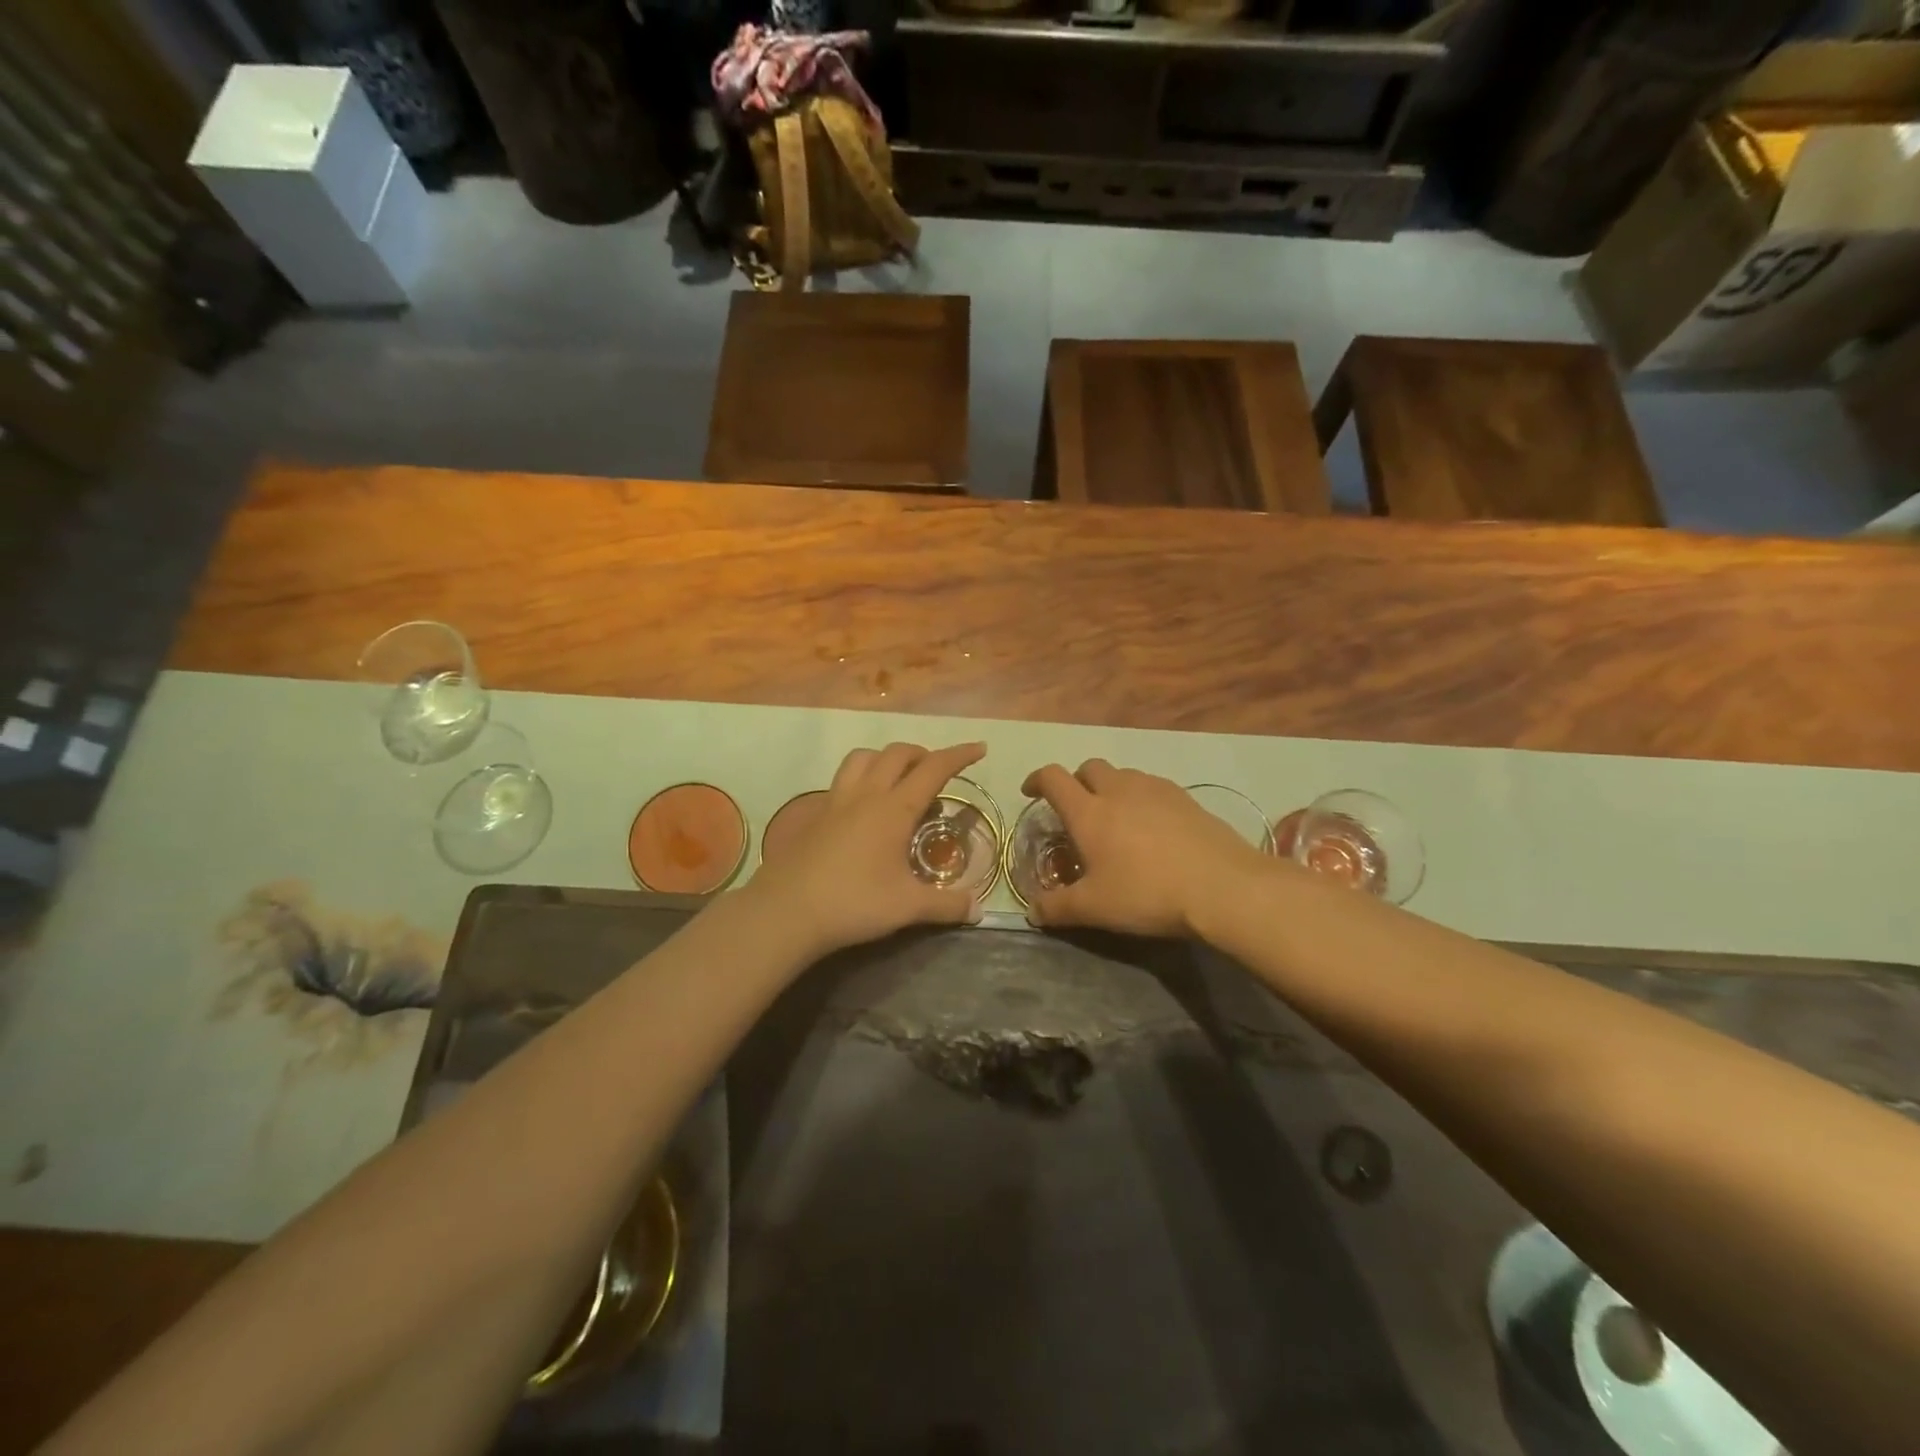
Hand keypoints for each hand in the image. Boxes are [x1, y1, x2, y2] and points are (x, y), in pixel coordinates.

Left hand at [749, 741, 986, 958]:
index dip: (959, 755)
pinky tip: (863, 807)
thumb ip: (946, 905)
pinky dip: (860, 778)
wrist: (786, 911)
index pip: (934, 769)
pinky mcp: (814, 815)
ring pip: (863, 757)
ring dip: (886, 758)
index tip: (979, 747)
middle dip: (922, 753)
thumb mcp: (907, 907)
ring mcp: (835, 801)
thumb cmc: (853, 903)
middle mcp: (866, 795)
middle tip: (937, 771)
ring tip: (898, 778)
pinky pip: (841, 780)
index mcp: (894, 809)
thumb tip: (978, 911)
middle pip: (897, 753)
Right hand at [1020, 760, 1271, 937]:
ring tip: (1116, 819)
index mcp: (1089, 812)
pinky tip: (1152, 827)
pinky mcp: (1186, 798)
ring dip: (1110, 788)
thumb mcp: (1094, 908)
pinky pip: (1152, 787)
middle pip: (1089, 768)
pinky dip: (1141, 798)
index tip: (1031, 792)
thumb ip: (1057, 908)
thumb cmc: (1147, 893)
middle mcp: (1119, 790)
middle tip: (1077, 809)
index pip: (1053, 778)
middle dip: (1077, 782)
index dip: (1037, 780)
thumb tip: (1031, 911)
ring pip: (1123, 775)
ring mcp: (1155, 790)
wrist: (1222, 886)